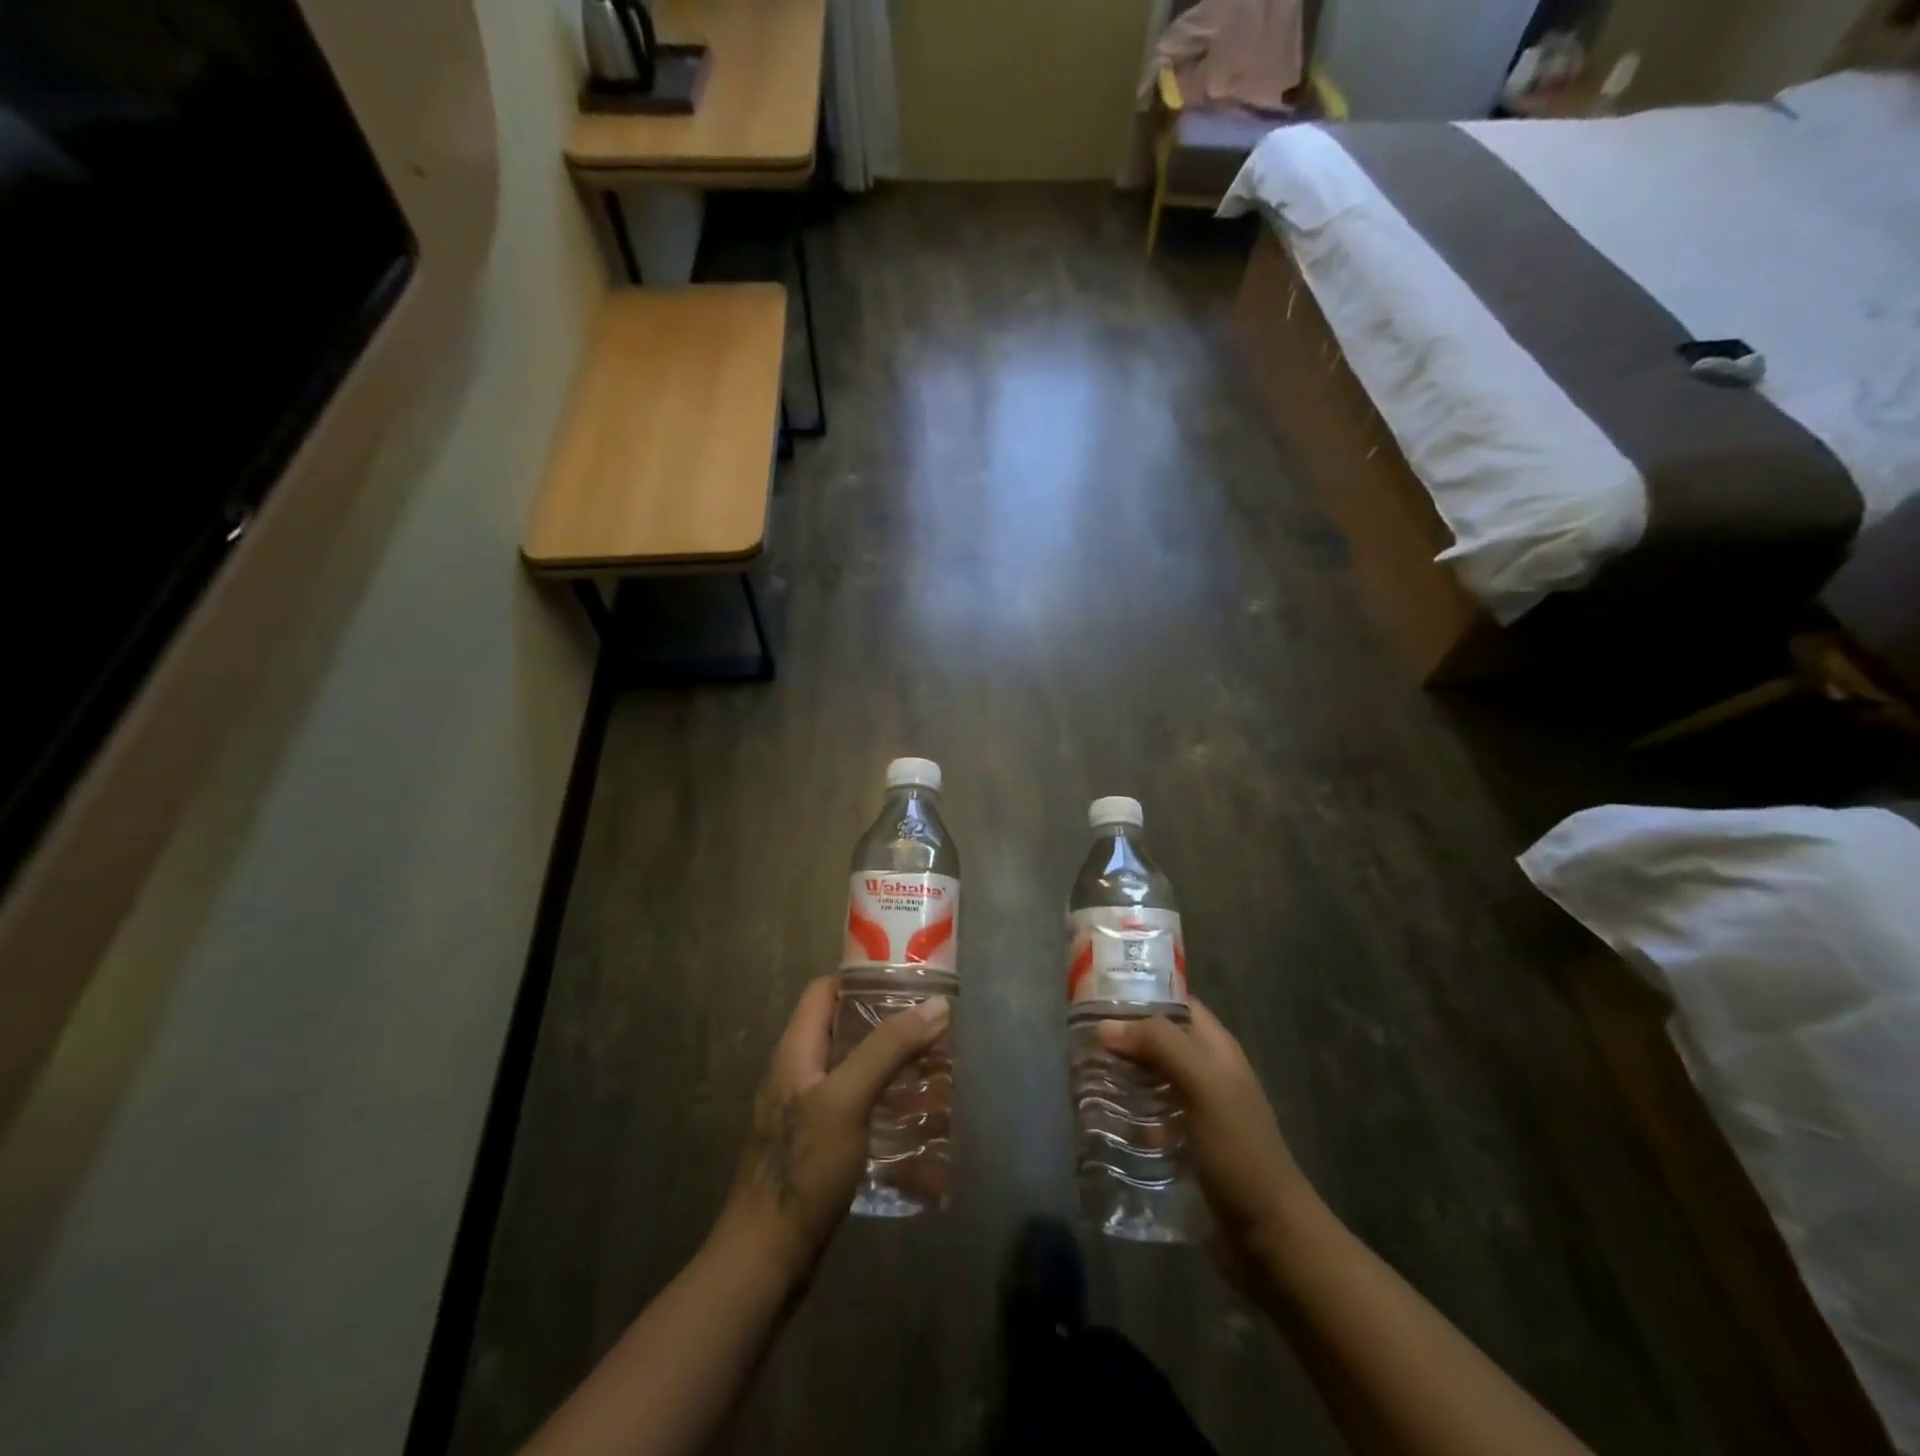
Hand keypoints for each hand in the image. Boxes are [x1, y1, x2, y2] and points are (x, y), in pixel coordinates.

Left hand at [717, 976, 950, 1285]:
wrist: (766, 1259)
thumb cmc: (804, 1168)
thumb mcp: (848, 1098)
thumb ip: (889, 1048)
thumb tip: (937, 1005)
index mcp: (795, 1051)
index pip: (823, 991)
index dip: (860, 978)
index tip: (905, 980)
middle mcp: (796, 1074)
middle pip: (841, 1029)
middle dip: (885, 1024)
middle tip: (930, 1026)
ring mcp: (805, 1113)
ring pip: (851, 1070)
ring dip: (889, 1065)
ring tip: (932, 1068)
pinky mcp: (817, 1147)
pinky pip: (854, 1108)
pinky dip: (883, 1103)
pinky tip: (914, 1120)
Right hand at [1099, 998, 1321, 1305]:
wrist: (1270, 1240)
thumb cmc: (1240, 1153)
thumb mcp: (1205, 1088)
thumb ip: (1161, 1047)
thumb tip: (1107, 1026)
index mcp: (1216, 1050)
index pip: (1176, 1003)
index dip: (1141, 992)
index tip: (1096, 993)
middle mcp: (1204, 1074)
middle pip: (1156, 1041)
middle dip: (1120, 1037)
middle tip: (1076, 1038)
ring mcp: (1193, 1113)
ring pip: (1147, 1080)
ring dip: (1117, 1077)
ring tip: (1076, 1075)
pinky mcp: (1181, 1148)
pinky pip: (1145, 1118)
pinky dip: (1122, 1115)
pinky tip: (1093, 1120)